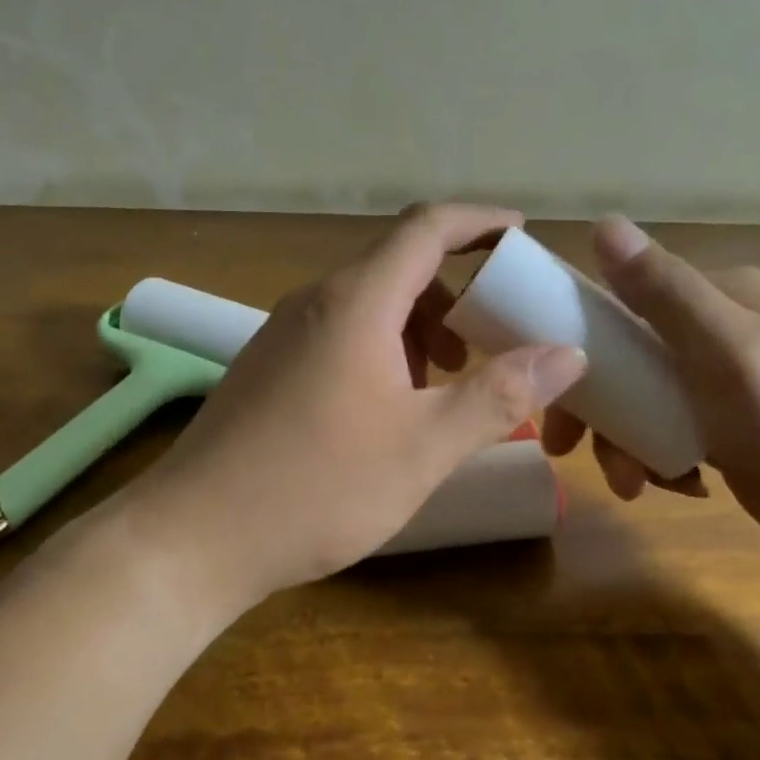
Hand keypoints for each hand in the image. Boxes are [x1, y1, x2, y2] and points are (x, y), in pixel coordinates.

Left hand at [129, 203, 588, 607]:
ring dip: (421, 328)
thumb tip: (567, 353)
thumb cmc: (317, 487)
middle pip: (400, 266)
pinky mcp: (270, 367)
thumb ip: (499, 395)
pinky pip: (342, 334)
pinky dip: (385, 350)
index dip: (480, 221)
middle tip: (497, 337)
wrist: (193, 538)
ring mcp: (285, 333)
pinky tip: (394, 408)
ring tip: (451, 382)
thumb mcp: (424, 446)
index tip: (522, 236)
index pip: (427, 228)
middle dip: (457, 292)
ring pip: (370, 305)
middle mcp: (317, 301)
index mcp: (357, 302)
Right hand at [544, 217, 759, 569]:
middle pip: (627, 357)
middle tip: (571, 450)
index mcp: (719, 296)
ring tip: (634, 483)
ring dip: (625, 441)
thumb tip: (603, 223)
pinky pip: (667, 432)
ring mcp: (722, 382)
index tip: (554, 393)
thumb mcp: (728, 352)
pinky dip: (657, 458)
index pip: (624, 300)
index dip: (580, 342)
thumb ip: (665, 292)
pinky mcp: (727, 429)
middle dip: (600, 406)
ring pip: (642, 400)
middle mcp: (717, 329)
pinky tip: (676, 484)